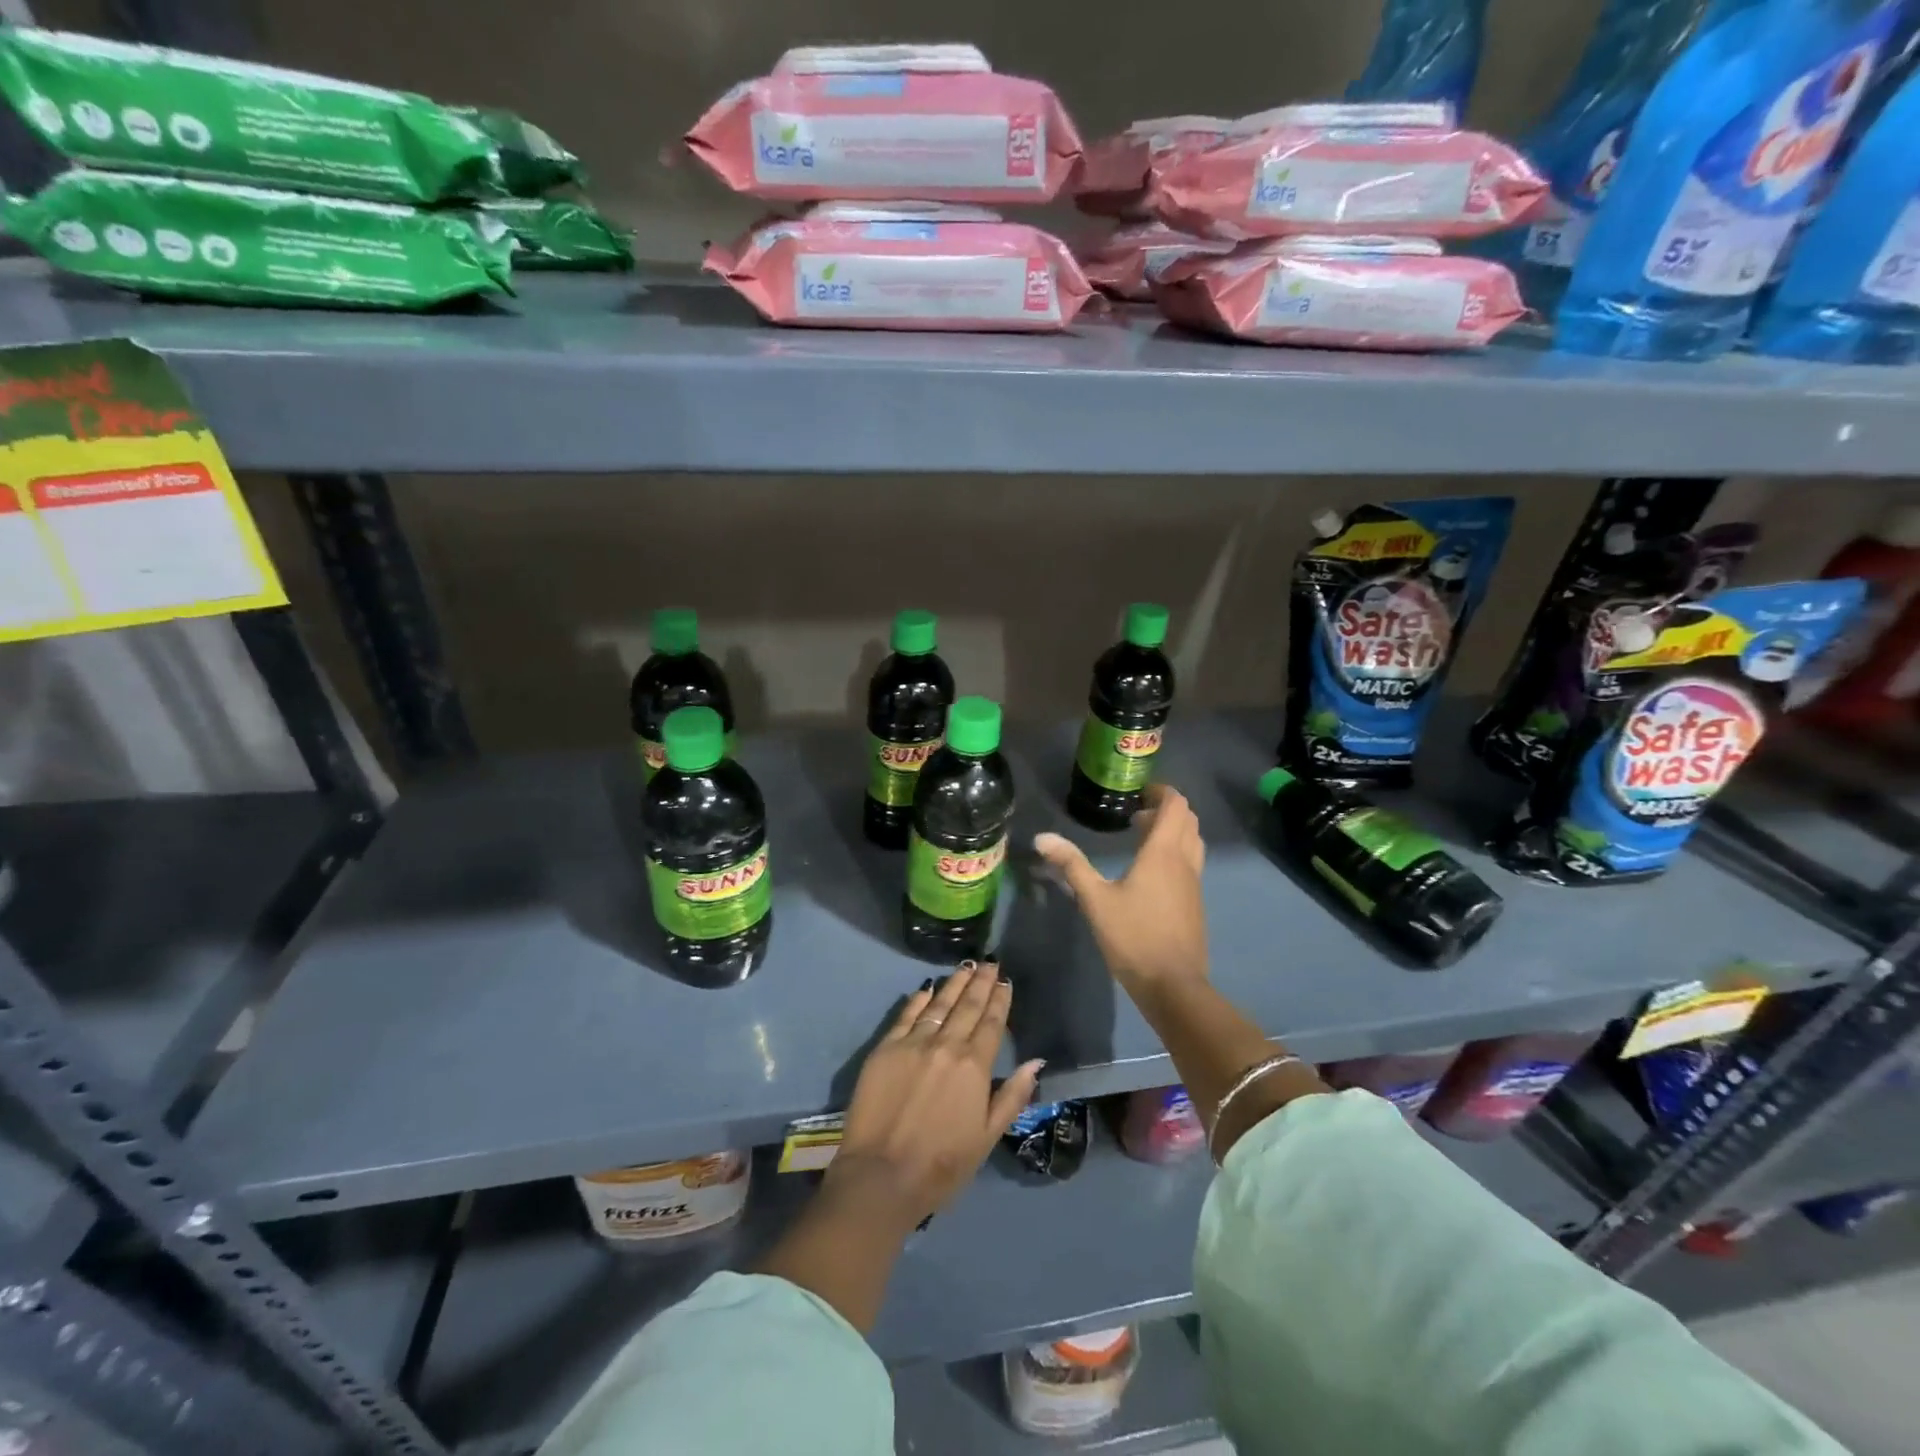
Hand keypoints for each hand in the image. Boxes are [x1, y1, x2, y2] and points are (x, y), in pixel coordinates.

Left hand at [825, 962, 1044, 1235]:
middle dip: (981, 983)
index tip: (1005, 981)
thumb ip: (1012, 1096)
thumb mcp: (988, 1137)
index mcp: (974, 1066)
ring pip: (939, 1004)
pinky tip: (927, 988)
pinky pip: (906, 1015)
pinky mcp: (886, 1048)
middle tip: (990, 963)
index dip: (1000, 1000)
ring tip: (966, 966)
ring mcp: (913, 1043)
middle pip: (967, 1006)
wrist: (881, 1176)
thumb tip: (1035, 1062)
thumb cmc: (942, 1165)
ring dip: (954, 983)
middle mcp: (946, 1045)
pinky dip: (919, 1000)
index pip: (991, 1024)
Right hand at [1034, 783, 1207, 997]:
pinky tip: (1151, 872)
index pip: (1176, 806)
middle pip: (1188, 820)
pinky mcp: (1195, 903)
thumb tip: (1042, 837)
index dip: (1162, 792)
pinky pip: (1191, 862)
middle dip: (1166, 809)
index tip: (1140, 791)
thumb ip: (1071, 865)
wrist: (1173, 985)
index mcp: (1163, 852)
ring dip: (1174, 830)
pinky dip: (1177, 852)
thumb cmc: (1133, 937)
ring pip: (1193, 841)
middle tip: (1137, 813)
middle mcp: (1184, 861)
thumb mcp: (1095, 900)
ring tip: (1143, 837)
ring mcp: (1194, 883)